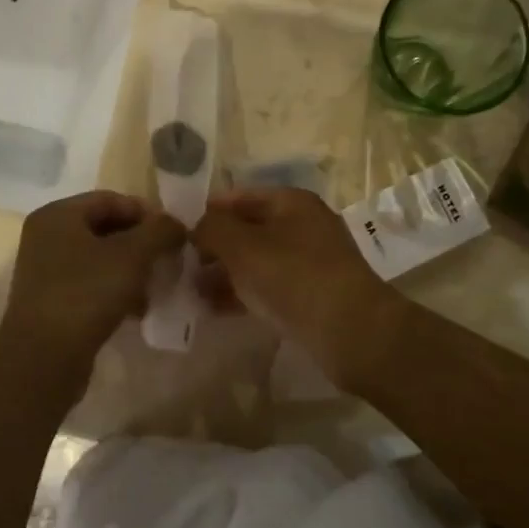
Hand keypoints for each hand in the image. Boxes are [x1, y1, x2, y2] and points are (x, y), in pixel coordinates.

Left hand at [0, 191, 186, 371]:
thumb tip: (176, 225)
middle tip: (169, 260)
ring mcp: (46, 271)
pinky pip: (91, 285)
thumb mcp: (132, 256)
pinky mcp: (52, 302)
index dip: (146, 213)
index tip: (174, 234)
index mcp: (58, 215)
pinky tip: (137, 310)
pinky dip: (116, 291)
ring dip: (132, 270)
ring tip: (156, 287)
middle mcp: (47, 237)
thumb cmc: (86, 294)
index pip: (111, 199)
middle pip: (105, 228)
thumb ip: (160, 231)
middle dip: (141, 243)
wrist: (43, 359)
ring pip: (101, 259)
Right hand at [192, 187, 401, 374]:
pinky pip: (267, 286)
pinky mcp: (310, 294)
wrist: (351, 331)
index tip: (177, 232)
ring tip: (190, 292)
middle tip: (180, 266)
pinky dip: (242, 293)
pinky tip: (214, 309)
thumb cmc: (293, 277)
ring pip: (256, 260)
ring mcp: (308, 261)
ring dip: (224, 273)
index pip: (239, 197)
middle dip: (214, 247)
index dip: (208, 212)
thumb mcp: (243, 246)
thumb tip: (197, 226)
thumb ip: (213, 229)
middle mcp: (302, 225)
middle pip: (247, 229)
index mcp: (291, 202)